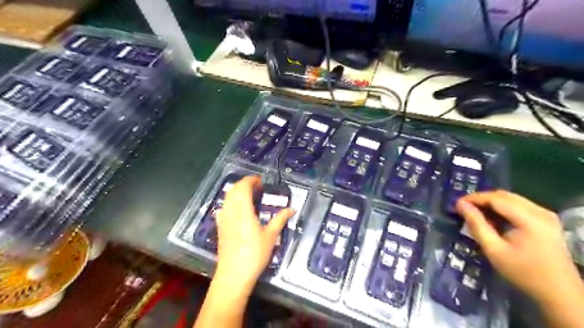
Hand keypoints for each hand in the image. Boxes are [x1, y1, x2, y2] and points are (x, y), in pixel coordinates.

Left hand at [214, 176, 294, 296]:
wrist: (234, 274)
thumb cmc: (254, 254)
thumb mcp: (271, 236)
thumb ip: (280, 219)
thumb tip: (292, 209)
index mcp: (243, 210)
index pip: (243, 187)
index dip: (251, 180)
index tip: (261, 181)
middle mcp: (230, 211)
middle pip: (233, 190)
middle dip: (244, 184)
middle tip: (257, 186)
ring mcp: (223, 219)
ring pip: (227, 198)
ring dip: (237, 192)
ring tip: (249, 195)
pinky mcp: (220, 227)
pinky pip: (223, 208)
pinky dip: (230, 202)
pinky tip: (237, 209)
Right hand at [459, 190, 580, 304]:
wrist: (559, 292)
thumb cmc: (523, 272)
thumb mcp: (494, 249)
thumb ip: (476, 224)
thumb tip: (461, 205)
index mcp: (530, 219)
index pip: (496, 198)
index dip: (474, 198)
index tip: (456, 205)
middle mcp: (540, 211)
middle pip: (504, 196)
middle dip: (481, 199)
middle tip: (464, 209)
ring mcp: (545, 215)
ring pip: (511, 199)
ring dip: (491, 203)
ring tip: (475, 214)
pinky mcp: (546, 220)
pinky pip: (518, 205)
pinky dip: (502, 208)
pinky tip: (492, 219)